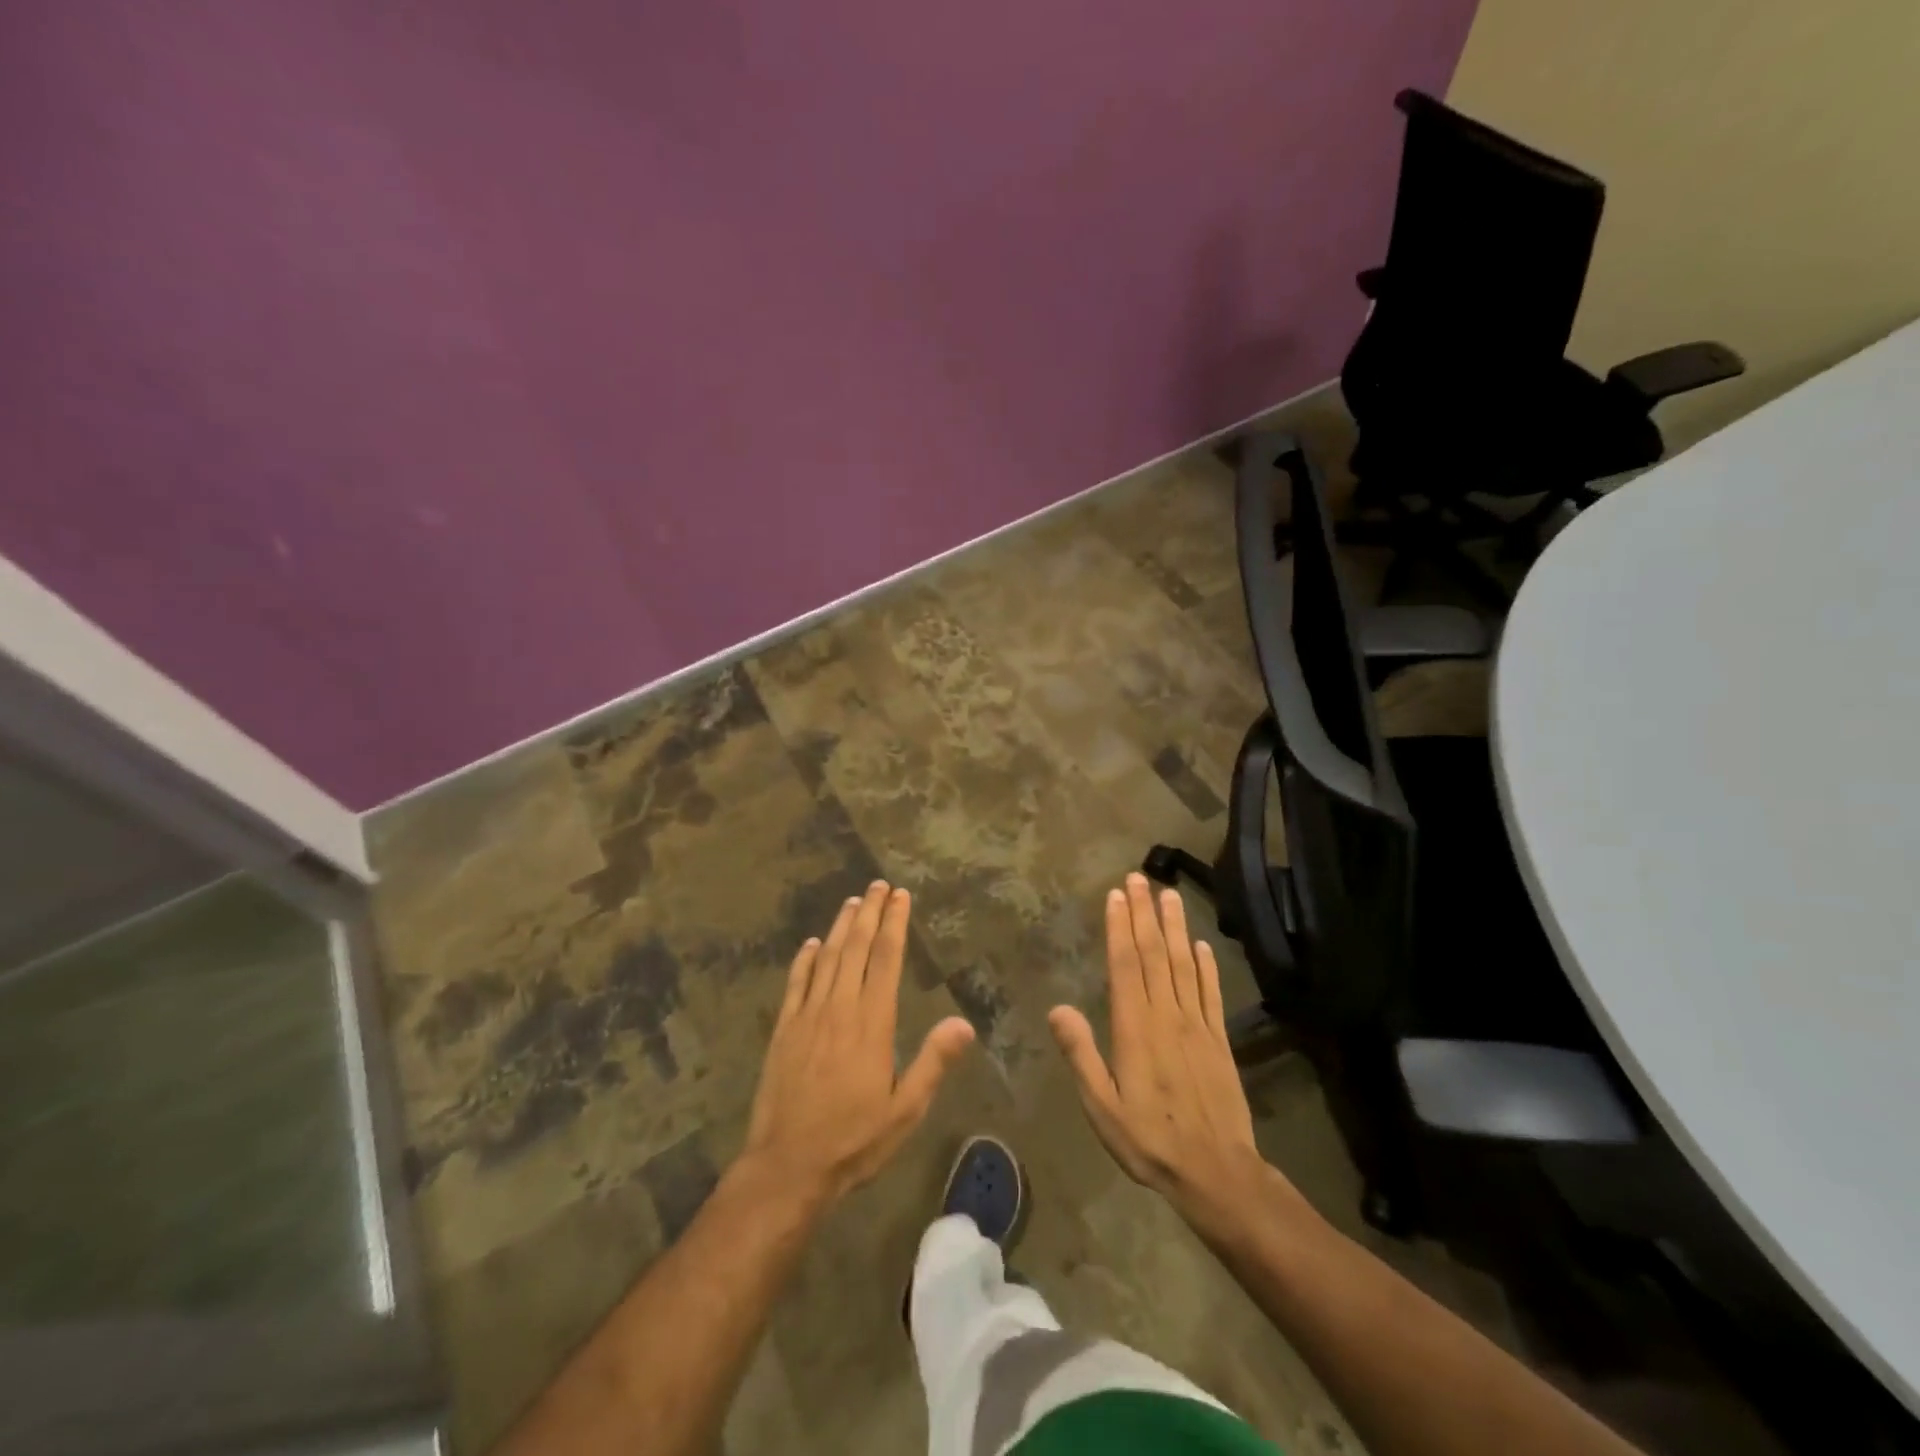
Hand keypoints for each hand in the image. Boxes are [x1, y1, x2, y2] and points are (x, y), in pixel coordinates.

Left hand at [742, 881, 975, 1206]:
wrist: (788, 1166)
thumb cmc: (854, 1139)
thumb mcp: (905, 1110)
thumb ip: (933, 1062)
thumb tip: (964, 1022)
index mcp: (872, 1022)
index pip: (886, 959)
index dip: (895, 924)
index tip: (900, 896)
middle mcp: (839, 1007)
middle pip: (857, 948)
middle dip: (870, 913)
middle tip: (878, 885)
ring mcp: (807, 1016)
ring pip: (827, 958)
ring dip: (841, 927)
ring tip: (853, 902)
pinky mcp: (783, 1030)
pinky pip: (796, 983)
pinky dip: (805, 959)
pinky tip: (812, 943)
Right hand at [1050, 874, 1270, 1221]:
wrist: (1217, 1172)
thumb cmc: (1149, 1140)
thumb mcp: (1102, 1107)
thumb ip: (1082, 1056)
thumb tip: (1058, 1009)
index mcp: (1135, 1028)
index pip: (1126, 965)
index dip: (1120, 927)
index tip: (1117, 894)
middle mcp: (1167, 1016)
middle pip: (1154, 954)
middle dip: (1145, 913)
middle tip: (1140, 877)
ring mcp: (1197, 1025)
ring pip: (1183, 964)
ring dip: (1175, 927)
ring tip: (1169, 894)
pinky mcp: (1219, 1039)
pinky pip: (1211, 993)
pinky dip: (1206, 966)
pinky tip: (1202, 945)